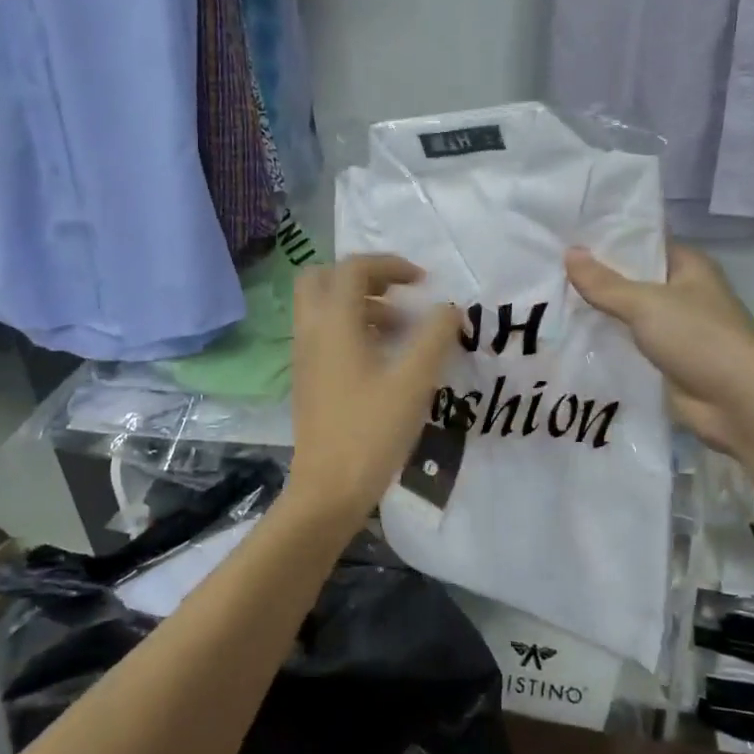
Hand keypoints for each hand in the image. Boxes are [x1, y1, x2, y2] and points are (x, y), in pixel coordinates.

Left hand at [286, 256, 460, 531]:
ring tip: (402, 329)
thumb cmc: (371, 431)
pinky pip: (325, 333)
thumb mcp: (414, 381)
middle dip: (363, 277)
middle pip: (324, 278)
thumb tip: (448, 308)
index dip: (390, 265)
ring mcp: (305, 356)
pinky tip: (384, 358)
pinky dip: (352, 328)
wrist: (328, 489)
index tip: (423, 281)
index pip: (354, 268)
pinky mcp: (308, 378)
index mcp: (334, 324)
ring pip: (324, 307)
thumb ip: (435, 336)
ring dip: (361, 304)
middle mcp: (312, 332)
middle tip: (399, 293)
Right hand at [566, 243, 753, 454]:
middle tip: (546, 271)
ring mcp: (674, 330)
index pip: (642, 243)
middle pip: (631, 280)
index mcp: (688, 266)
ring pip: (626, 316)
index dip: (606, 240)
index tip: (565, 237)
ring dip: (597, 315)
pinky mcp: (665, 363)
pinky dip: (604, 346)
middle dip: (594, 280)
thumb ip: (604, 283)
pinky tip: (567, 341)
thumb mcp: (646, 303)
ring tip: (548, 304)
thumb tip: (569, 253)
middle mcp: (682, 294)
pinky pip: (627, 347)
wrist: (738, 403)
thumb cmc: (699, 338)